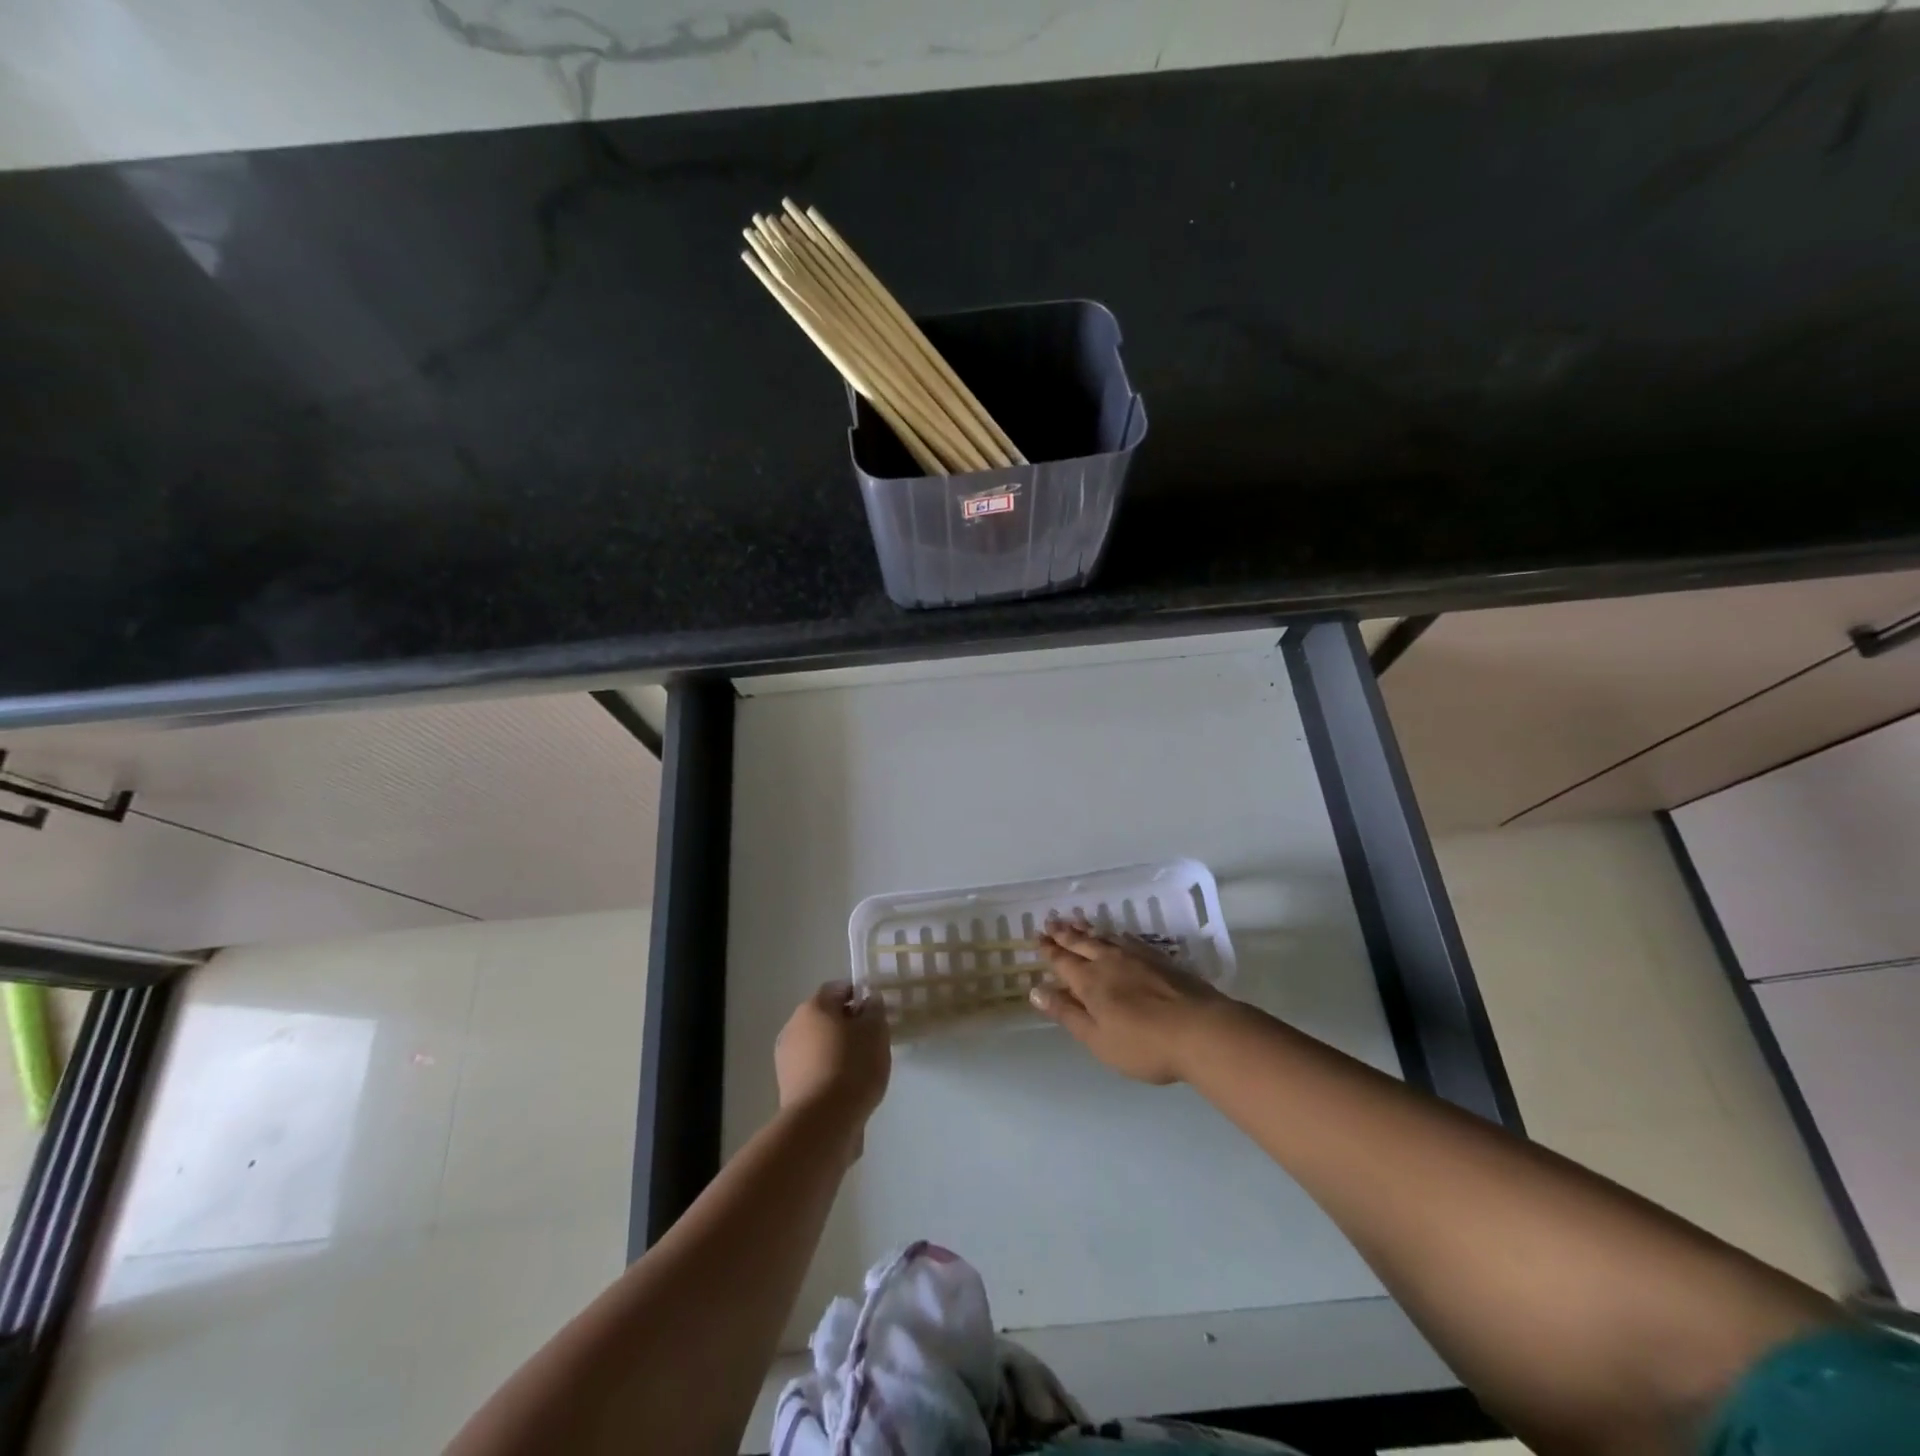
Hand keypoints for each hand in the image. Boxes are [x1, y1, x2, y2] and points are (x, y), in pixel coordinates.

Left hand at [775, 983, 891, 1121]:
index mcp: (814, 1006)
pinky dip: (827, 1071)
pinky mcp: (786, 1085)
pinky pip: (812, 1068)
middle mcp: (794, 1026)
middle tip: (870, 1040)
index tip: (875, 1012)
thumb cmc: (852, 1066)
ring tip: (859, 1067)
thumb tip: (868, 1001)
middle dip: (846, 1024)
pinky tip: (845, 1087)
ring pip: (817, 1043)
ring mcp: (786, 1057)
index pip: (837, 989)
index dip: (857, 995)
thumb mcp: (875, 1031)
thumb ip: (874, 1010)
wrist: (822, 1121)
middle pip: (824, 1016)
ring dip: (835, 1049)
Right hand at [1029, 919, 1226, 1083]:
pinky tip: (1117, 936)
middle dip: (1064, 933)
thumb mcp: (1097, 1038)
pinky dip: (1116, 935)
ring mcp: (1137, 957)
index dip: (1049, 950)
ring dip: (1088, 929)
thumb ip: (1067, 1013)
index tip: (1037, 938)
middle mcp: (1109, 962)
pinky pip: (1129, 940)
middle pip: (1081, 943)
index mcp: (1090, 981)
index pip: (1063, 961)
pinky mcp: (1161, 960)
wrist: (1201, 1031)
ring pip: (1105, 937)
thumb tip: (1036, 990)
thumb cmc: (1143, 1044)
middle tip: (1051, 920)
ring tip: (1077, 921)